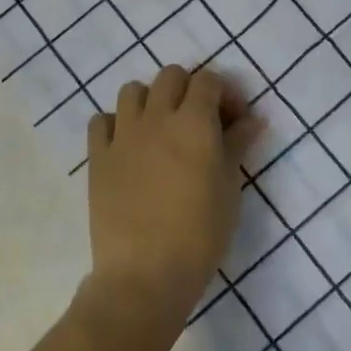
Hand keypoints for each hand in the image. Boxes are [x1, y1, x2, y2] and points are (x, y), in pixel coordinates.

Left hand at [81, 66, 261, 336]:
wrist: (145, 274)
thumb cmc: (200, 235)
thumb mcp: (230, 189)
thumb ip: (237, 146)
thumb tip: (253, 119)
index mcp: (194, 122)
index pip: (208, 80)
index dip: (223, 93)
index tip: (232, 120)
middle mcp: (156, 117)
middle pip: (170, 75)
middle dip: (188, 89)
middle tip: (198, 121)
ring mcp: (122, 135)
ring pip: (132, 89)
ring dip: (150, 100)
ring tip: (160, 130)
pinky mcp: (97, 156)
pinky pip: (101, 120)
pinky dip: (114, 124)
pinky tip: (127, 147)